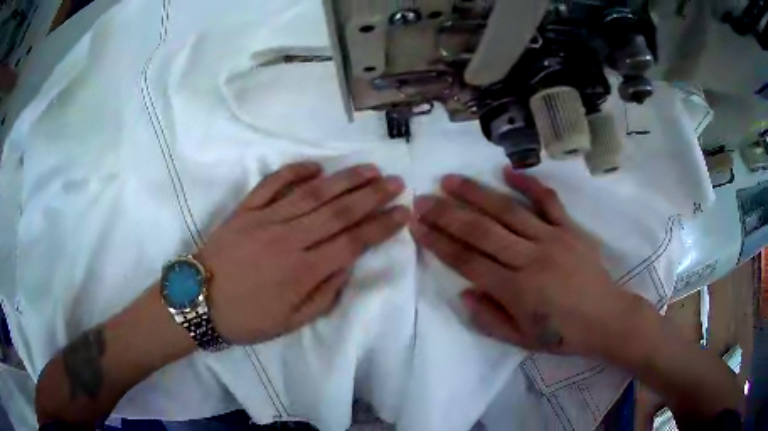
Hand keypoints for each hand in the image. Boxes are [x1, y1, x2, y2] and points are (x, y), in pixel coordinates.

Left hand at [198, 162, 408, 344]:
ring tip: (369, 169)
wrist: (197, 301)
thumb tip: (347, 265)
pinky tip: (316, 166)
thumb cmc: (245, 318)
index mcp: (302, 271)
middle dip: (372, 195)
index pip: (353, 242)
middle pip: (339, 211)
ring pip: (313, 193)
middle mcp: (289, 239)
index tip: (403, 213)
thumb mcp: (290, 322)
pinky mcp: (245, 210)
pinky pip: (272, 184)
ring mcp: (265, 220)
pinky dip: (294, 171)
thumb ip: (324, 295)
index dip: (382, 226)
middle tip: (396, 182)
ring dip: (344, 179)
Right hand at [411, 166, 641, 357]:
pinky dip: (528, 184)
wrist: (607, 318)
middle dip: (447, 214)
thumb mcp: (521, 340)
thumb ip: (489, 318)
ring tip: (450, 179)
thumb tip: (464, 292)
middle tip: (422, 199)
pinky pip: (548, 201)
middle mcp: (530, 258)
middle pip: (482, 231)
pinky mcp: (570, 229)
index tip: (416, 227)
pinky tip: (506, 171)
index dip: (440, 243)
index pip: (468, 262)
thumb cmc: (563, 333)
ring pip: (508, 210)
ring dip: (476, 193)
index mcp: (517, 290)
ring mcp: (552, 238)